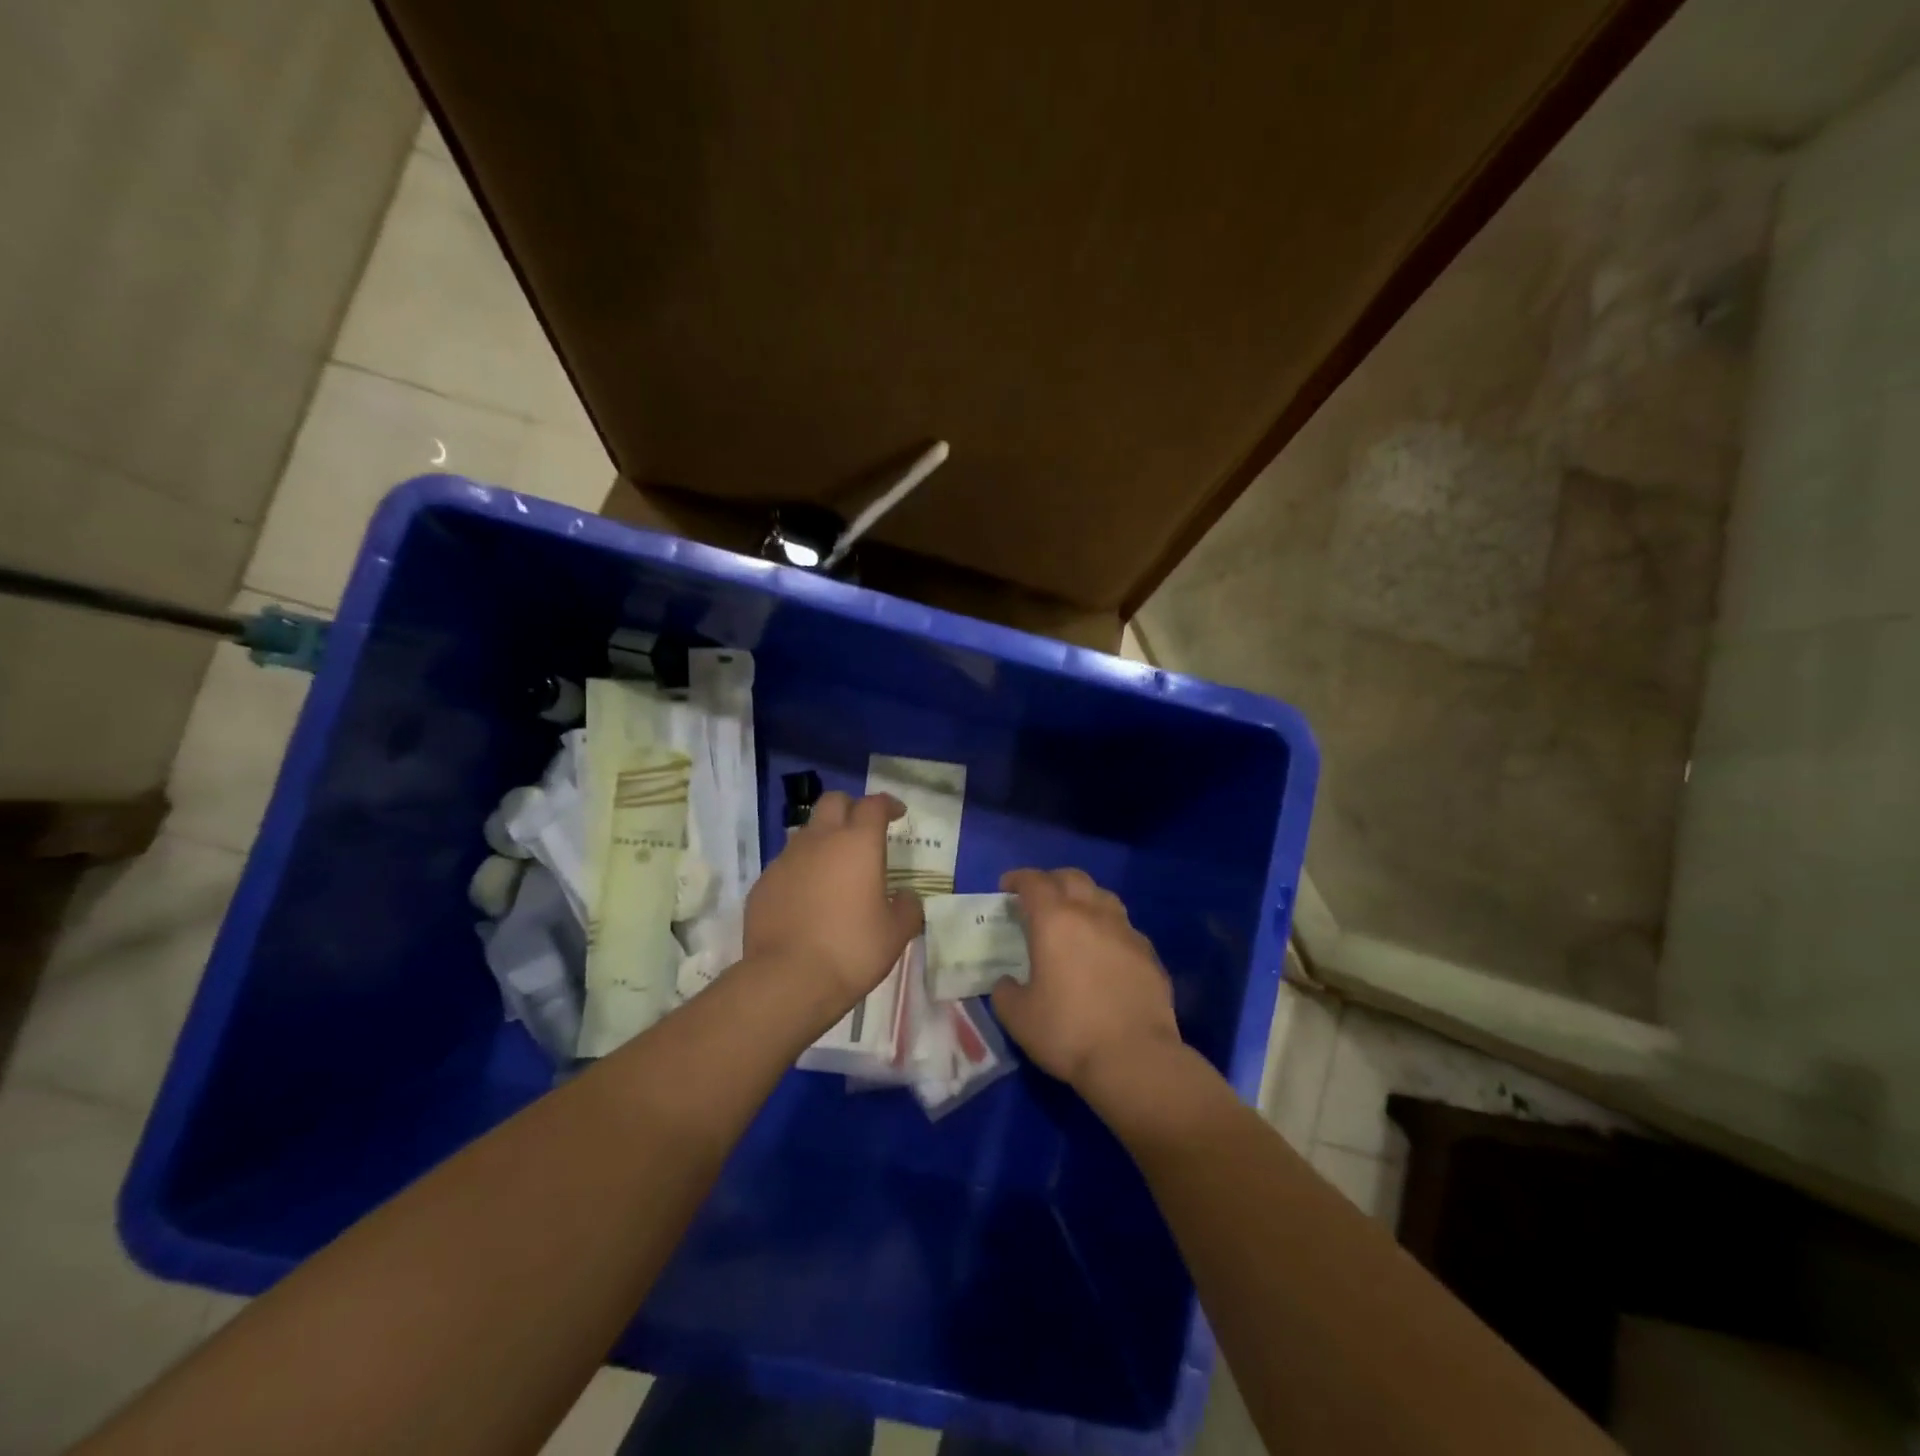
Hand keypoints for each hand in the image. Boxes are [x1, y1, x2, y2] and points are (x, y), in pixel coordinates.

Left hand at [744, 791, 924, 1013]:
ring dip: (823, 839)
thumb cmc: (852, 950)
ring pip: (806, 832)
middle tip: (863, 830)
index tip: (897, 814)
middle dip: (851, 808)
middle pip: (833, 802)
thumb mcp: (896, 934)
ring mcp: (786, 860)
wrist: (787, 980)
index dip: (887, 804)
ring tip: (835, 868)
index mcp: (858, 844)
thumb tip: (905, 896)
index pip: (873, 805)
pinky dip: (801, 871)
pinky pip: (786, 865)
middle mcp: (819, 840)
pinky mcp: (763, 883)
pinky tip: (808, 899)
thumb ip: (907, 907)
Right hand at [991, 868, 1180, 1090]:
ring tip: (1074, 918)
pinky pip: (1124, 928)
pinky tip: (1105, 952)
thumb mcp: (1018, 1017)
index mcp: (1055, 921)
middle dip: (1052, 881)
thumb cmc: (1068, 1032)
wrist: (1135, 1058)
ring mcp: (1126, 932)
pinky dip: (1109, 929)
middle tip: (1039, 898)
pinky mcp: (1149, 954)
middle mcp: (1092, 914)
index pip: (1034, 882)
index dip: (1018, 879)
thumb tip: (1008, 983)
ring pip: (1103, 897)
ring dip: (1084, 899)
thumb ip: (1005, 992)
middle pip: (1072, 878)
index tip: (1007, 887)